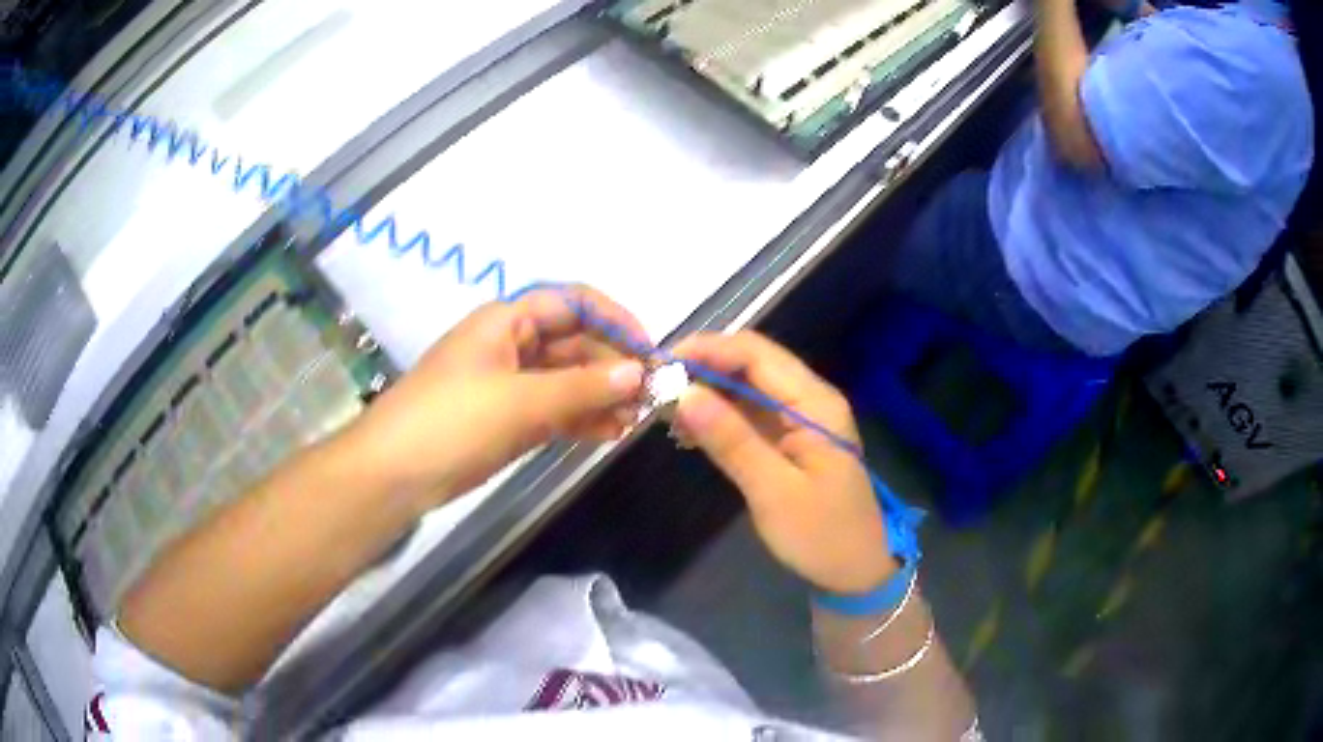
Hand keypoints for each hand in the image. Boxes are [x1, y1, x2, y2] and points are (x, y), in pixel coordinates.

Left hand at [342, 285, 648, 511]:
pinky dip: (581, 419)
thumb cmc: (451, 422)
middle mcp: (511, 345)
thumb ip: (582, 388)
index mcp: (507, 321)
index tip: (650, 351)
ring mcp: (509, 385)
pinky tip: (610, 434)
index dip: (615, 320)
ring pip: (567, 380)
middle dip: (612, 366)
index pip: (573, 304)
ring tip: (635, 420)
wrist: (394, 475)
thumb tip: (640, 372)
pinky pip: (554, 411)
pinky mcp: (507, 420)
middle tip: (650, 397)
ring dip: (601, 396)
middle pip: (574, 344)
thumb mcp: (520, 402)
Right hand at [672, 332, 895, 594]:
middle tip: (655, 387)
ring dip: (707, 393)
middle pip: (750, 364)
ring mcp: (798, 420)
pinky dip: (717, 417)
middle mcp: (808, 400)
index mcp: (815, 402)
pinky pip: (748, 415)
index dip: (708, 349)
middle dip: (703, 369)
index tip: (661, 364)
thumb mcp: (774, 491)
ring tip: (664, 410)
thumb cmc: (821, 534)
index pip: (757, 353)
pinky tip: (688, 432)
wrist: (854, 572)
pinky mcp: (787, 440)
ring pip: (745, 388)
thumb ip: (732, 440)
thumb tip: (684, 393)